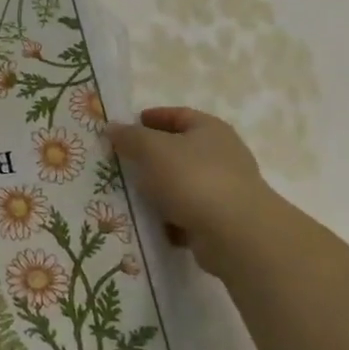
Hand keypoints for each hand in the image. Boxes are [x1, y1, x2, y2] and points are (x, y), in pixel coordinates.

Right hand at [106, 106, 272, 254]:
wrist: (236, 234)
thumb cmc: (193, 178)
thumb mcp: (152, 149)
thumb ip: (130, 137)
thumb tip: (112, 127)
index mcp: (210, 129)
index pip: (178, 115)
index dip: (153, 118)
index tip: (127, 127)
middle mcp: (222, 155)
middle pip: (180, 150)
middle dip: (151, 156)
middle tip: (122, 161)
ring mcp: (224, 189)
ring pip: (181, 183)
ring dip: (158, 189)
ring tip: (128, 193)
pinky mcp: (221, 220)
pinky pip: (186, 213)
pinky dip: (168, 217)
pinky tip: (148, 221)